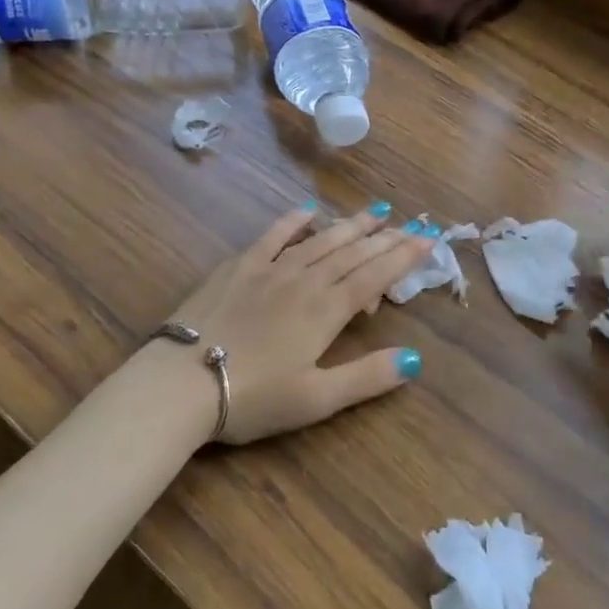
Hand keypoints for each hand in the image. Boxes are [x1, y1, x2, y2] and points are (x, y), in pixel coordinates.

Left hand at [160, 204, 436, 444]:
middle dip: (386, 237)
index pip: (375, 276)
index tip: (429, 239)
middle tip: (412, 223)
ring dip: (351, 224)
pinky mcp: (239, 266)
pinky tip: (309, 209)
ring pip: (321, 239)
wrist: (180, 383)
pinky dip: (294, 220)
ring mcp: (270, 268)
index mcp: (326, 311)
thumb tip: (415, 359)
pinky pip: (273, 235)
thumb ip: (366, 377)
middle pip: (353, 252)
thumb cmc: (252, 397)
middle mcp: (305, 280)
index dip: (404, 256)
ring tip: (376, 211)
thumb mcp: (316, 399)